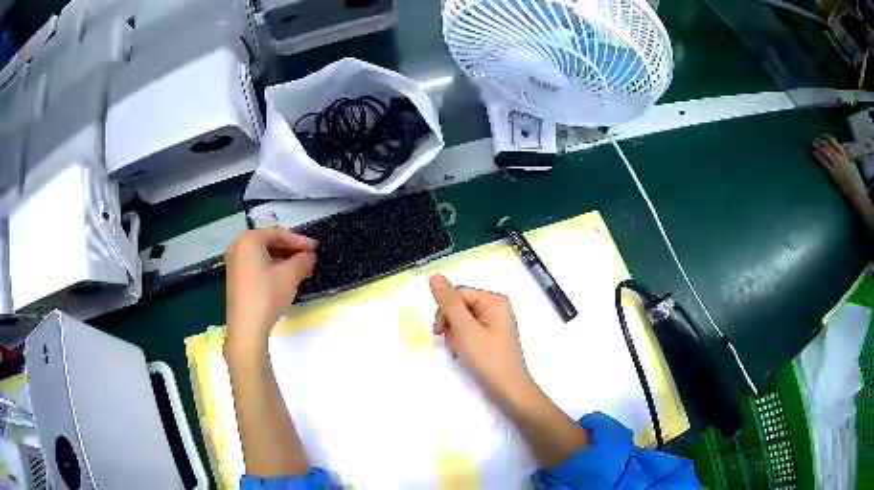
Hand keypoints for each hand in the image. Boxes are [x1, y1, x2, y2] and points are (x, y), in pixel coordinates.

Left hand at [225, 228, 315, 348]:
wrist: (247, 326)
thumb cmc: (267, 294)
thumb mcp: (290, 275)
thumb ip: (302, 260)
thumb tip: (309, 256)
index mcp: (249, 240)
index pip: (278, 233)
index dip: (299, 240)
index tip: (314, 248)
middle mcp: (238, 247)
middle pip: (269, 242)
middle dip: (290, 250)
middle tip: (308, 258)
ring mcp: (235, 263)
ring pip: (263, 255)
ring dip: (283, 260)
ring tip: (300, 269)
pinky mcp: (236, 279)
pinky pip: (256, 266)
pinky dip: (272, 268)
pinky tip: (285, 278)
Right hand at [429, 275, 534, 403]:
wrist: (509, 391)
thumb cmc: (488, 359)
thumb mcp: (465, 329)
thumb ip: (449, 302)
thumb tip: (435, 276)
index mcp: (494, 300)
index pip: (458, 293)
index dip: (445, 311)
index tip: (439, 332)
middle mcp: (496, 307)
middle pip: (460, 306)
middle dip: (451, 324)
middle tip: (454, 344)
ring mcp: (494, 323)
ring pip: (462, 320)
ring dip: (455, 335)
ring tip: (461, 352)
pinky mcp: (491, 338)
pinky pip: (469, 331)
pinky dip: (462, 342)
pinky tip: (465, 354)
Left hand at [814, 136, 866, 199]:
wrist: (857, 192)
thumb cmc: (856, 179)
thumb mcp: (852, 163)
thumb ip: (848, 154)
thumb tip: (843, 145)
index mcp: (843, 154)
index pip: (833, 141)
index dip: (826, 138)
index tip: (823, 137)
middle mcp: (839, 158)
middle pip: (828, 146)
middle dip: (821, 142)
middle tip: (816, 140)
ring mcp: (836, 166)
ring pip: (825, 153)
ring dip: (818, 147)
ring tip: (813, 144)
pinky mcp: (834, 175)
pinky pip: (825, 164)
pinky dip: (819, 158)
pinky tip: (815, 154)